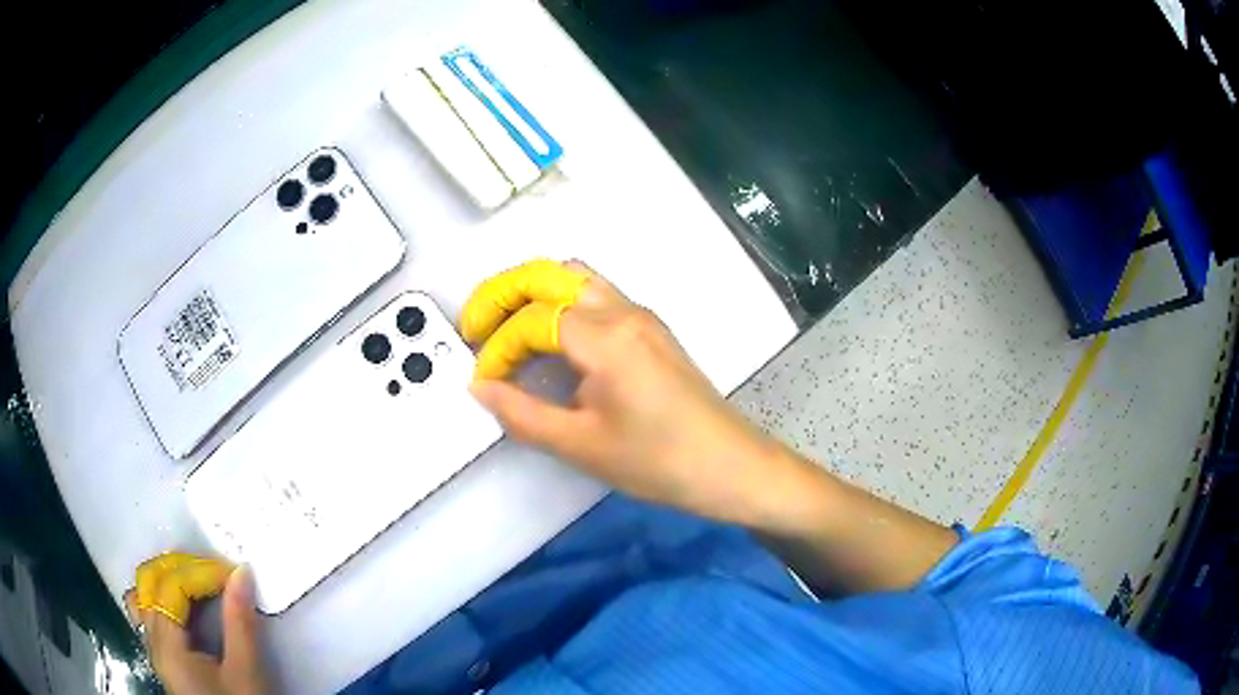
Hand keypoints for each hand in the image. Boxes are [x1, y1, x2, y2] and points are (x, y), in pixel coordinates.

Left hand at [126, 554, 267, 694]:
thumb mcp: (246, 673)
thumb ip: (240, 623)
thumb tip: (241, 572)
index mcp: (167, 646)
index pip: (172, 587)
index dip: (200, 572)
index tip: (233, 574)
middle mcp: (152, 641)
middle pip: (150, 583)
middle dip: (181, 568)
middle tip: (215, 570)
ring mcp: (155, 649)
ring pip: (146, 595)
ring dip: (168, 579)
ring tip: (197, 578)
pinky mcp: (164, 658)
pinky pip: (151, 613)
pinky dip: (165, 597)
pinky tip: (186, 604)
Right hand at [463, 260, 808, 525]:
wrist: (730, 466)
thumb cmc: (658, 461)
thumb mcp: (581, 446)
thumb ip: (522, 414)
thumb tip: (480, 388)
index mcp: (605, 337)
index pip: (532, 320)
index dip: (498, 347)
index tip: (485, 382)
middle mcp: (623, 310)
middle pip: (550, 273)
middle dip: (504, 292)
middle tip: (476, 325)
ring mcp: (641, 315)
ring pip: (575, 277)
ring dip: (534, 293)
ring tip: (506, 329)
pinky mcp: (650, 329)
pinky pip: (595, 295)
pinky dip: (560, 304)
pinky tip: (548, 341)